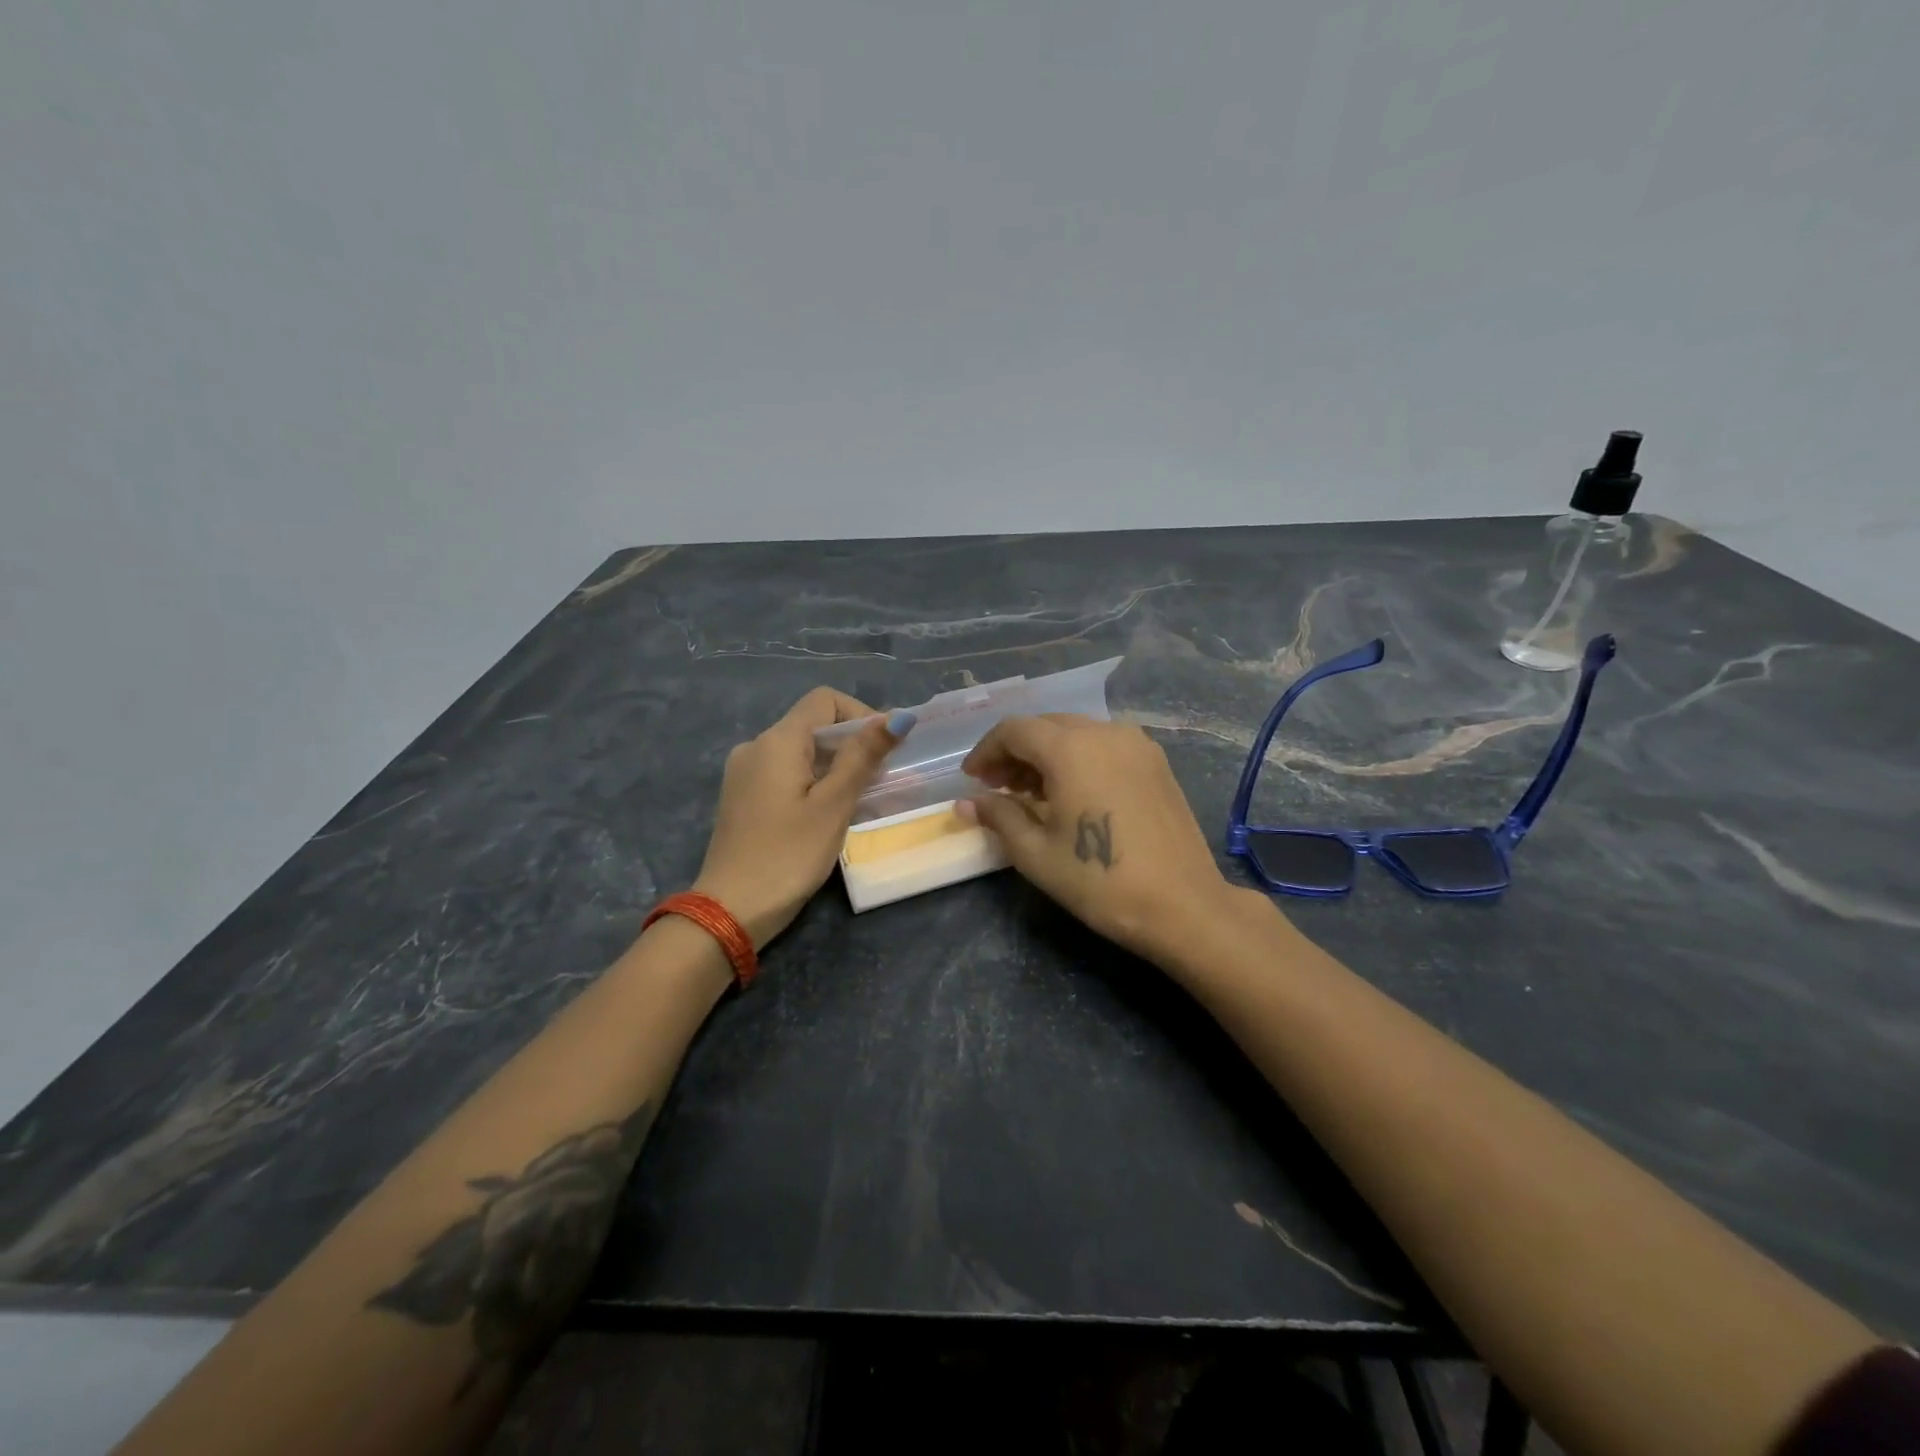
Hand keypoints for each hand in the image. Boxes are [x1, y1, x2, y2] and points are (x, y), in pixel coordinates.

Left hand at [693, 690, 911, 948]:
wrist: (730, 910)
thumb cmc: (789, 854)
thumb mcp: (834, 804)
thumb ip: (863, 756)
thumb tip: (898, 716)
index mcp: (777, 741)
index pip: (825, 700)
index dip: (861, 714)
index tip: (887, 748)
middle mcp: (756, 747)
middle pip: (813, 726)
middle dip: (853, 744)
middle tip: (883, 780)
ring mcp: (745, 774)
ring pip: (801, 754)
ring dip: (836, 767)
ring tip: (864, 800)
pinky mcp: (744, 799)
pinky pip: (786, 775)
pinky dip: (814, 783)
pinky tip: (831, 813)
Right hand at [957, 715, 1262, 964]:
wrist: (1182, 906)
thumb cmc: (1100, 881)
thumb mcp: (1036, 853)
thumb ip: (999, 816)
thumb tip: (968, 803)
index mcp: (1071, 748)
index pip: (1014, 731)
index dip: (986, 751)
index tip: (972, 780)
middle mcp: (1105, 732)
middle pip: (1046, 726)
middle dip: (1015, 751)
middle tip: (996, 787)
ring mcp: (1136, 744)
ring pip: (1076, 732)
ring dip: (1046, 754)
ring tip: (1030, 792)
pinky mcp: (1156, 761)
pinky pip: (1104, 744)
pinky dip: (1077, 757)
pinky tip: (1071, 792)